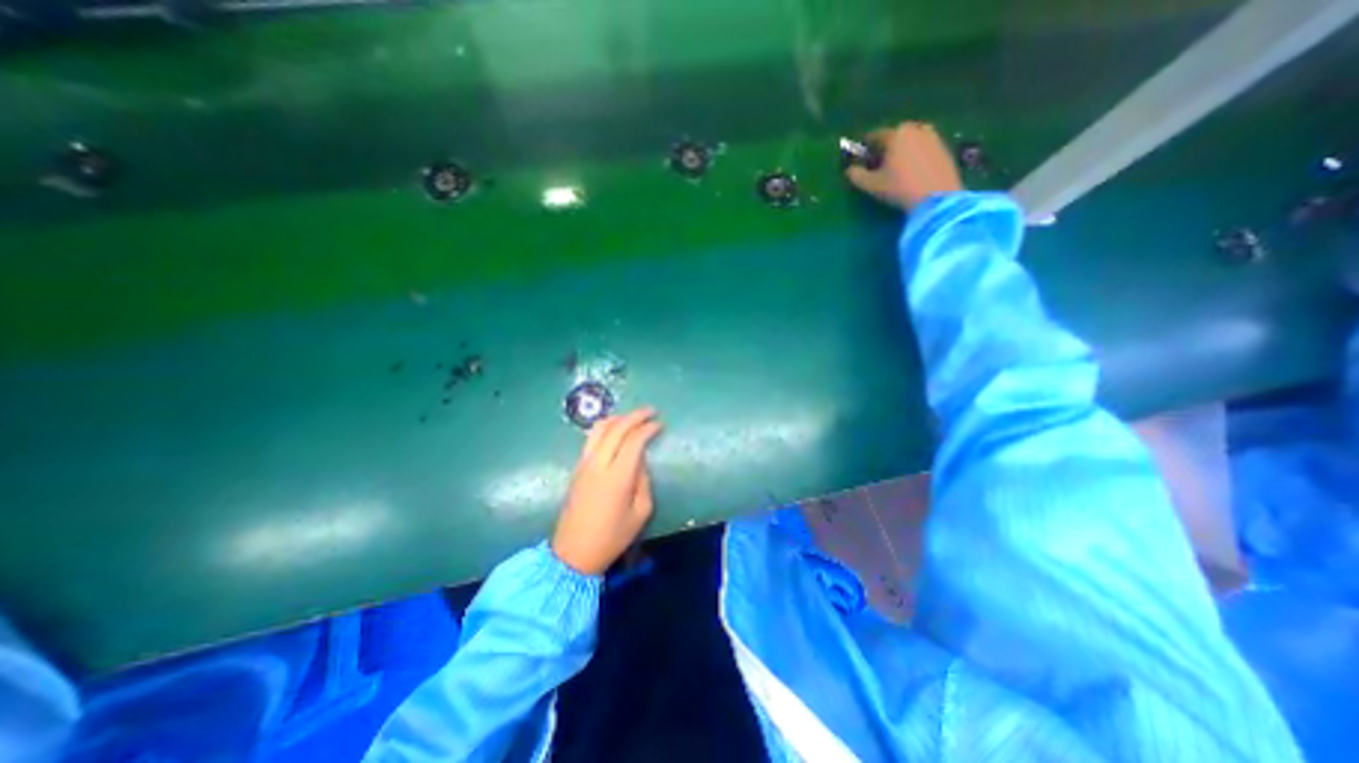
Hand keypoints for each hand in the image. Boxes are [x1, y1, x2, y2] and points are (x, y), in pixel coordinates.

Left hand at [547, 408, 662, 575]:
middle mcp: (598, 464)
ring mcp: (584, 464)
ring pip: (599, 429)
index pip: (634, 441)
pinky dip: (606, 427)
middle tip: (651, 411)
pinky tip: (616, 430)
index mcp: (617, 477)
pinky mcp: (577, 467)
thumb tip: (640, 461)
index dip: (648, 428)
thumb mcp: (640, 513)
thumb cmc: (612, 537)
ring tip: (633, 417)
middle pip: (616, 428)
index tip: (660, 424)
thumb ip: (643, 482)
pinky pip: (591, 438)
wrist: (573, 553)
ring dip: (618, 418)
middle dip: (635, 416)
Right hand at [846, 123, 960, 211]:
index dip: (865, 147)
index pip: (875, 136)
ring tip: (897, 168)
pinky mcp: (944, 147)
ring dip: (902, 150)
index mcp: (895, 134)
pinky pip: (924, 147)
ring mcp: (932, 136)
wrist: (938, 196)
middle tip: (879, 164)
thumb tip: (848, 170)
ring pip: (911, 140)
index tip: (861, 157)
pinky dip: (916, 155)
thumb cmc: (900, 188)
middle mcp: (915, 129)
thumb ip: (856, 176)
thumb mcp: (872, 185)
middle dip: (885, 147)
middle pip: (895, 136)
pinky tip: (913, 171)